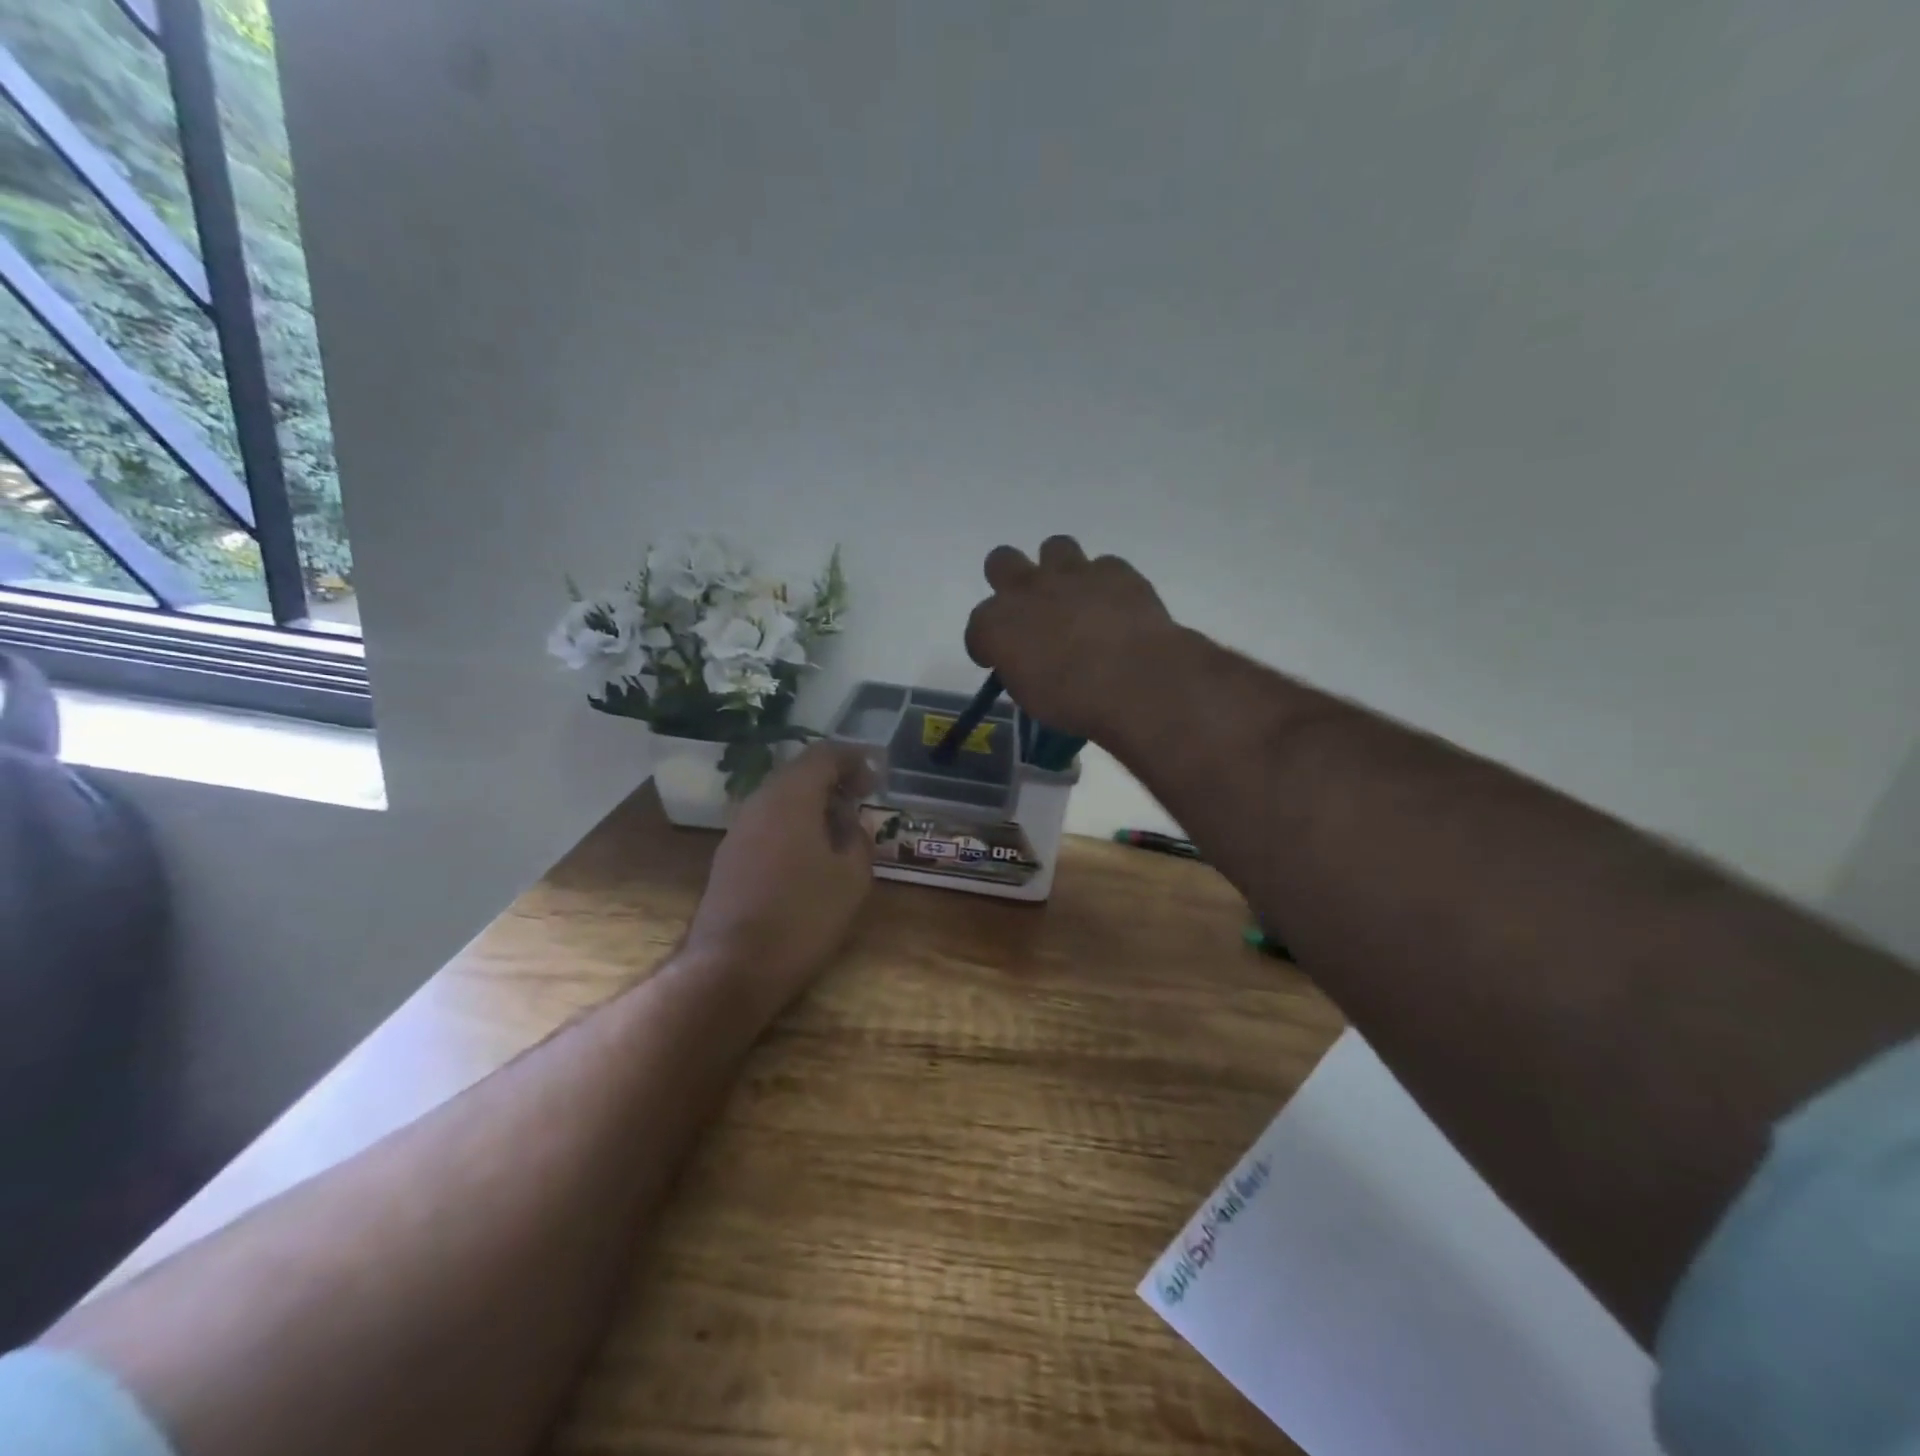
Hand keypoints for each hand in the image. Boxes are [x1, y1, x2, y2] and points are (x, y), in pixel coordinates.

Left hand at [684, 741, 875, 1005]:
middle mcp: (758, 803)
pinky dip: (794, 825)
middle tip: (863, 799)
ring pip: (781, 800)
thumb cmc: (802, 917)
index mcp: (790, 797)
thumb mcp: (851, 879)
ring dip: (813, 804)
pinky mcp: (728, 858)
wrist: (731, 968)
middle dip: (834, 780)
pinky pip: (768, 824)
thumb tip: (853, 822)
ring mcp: (738, 831)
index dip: (854, 759)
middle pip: (799, 773)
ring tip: (841, 828)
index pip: (824, 755)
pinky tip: (811, 854)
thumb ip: (858, 839)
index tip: (877, 778)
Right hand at [964, 535, 1180, 738]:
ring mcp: (1071, 573)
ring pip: (1054, 547)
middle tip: (1029, 610)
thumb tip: (1027, 662)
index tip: (998, 661)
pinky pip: (1104, 567)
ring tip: (1074, 597)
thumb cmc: (1074, 702)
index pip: (976, 629)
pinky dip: (1105, 585)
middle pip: (1000, 561)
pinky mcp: (1114, 571)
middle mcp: (1026, 589)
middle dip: (1009, 581)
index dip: (986, 646)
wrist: (1136, 681)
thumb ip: (1020, 668)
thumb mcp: (1030, 697)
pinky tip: (1114, 606)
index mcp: (996, 625)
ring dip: (1059, 570)